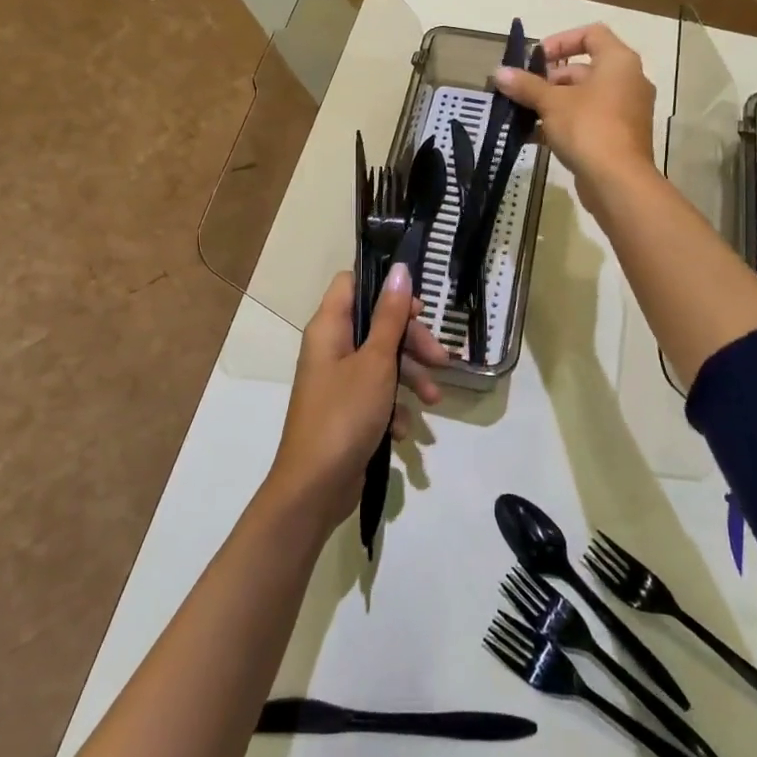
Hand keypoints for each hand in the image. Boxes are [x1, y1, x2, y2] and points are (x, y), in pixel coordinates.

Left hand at [267, 265, 451, 533]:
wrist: (315, 487)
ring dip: (411, 377)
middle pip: (376, 325)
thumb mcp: (376, 362)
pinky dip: (394, 407)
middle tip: (441, 359)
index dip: (385, 288)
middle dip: (412, 341)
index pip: (352, 283)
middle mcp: (331, 348)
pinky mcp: (347, 410)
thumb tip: (399, 269)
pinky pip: (377, 395)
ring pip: (382, 361)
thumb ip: (390, 316)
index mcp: (329, 328)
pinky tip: (404, 430)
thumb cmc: (344, 414)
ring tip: (435, 399)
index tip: (416, 307)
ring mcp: (338, 381)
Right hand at [494, 23, 656, 205]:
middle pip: (584, 68)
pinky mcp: (620, 137)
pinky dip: (565, 123)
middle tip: (524, 91)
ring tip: (523, 114)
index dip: (561, 41)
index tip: (536, 59)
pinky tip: (534, 136)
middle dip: (550, 79)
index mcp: (619, 62)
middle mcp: (628, 81)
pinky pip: (589, 120)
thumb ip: (525, 85)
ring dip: (554, 103)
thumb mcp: (551, 103)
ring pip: (585, 97)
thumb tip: (498, 72)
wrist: (618, 181)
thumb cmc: (588, 128)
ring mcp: (626, 111)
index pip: (592, 34)